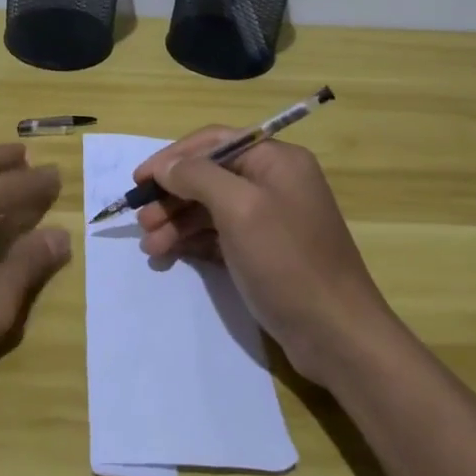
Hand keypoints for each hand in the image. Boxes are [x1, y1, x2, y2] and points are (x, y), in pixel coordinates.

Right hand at [134, 128, 389, 384]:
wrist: (336, 334)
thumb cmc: (287, 262)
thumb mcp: (240, 209)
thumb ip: (198, 177)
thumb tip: (167, 166)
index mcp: (276, 160)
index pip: (214, 141)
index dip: (173, 157)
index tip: (139, 180)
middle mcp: (274, 182)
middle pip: (209, 175)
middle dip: (172, 195)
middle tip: (141, 220)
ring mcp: (269, 218)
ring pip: (210, 207)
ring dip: (177, 221)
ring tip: (150, 246)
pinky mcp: (263, 251)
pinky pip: (218, 234)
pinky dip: (192, 241)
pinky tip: (170, 254)